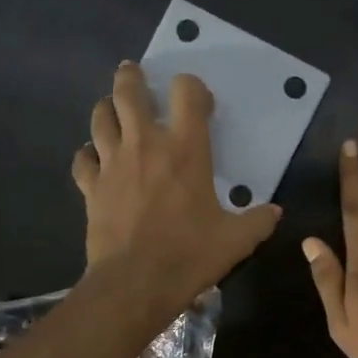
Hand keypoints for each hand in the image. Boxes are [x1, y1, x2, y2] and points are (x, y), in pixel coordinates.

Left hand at [72, 62, 280, 320]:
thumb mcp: (237, 240)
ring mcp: (112, 163)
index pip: (186, 92)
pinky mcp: (91, 187)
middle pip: (129, 91)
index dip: (192, 87)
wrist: (135, 283)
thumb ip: (259, 221)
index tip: (198, 101)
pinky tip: (96, 160)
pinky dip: (88, 154)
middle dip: (132, 77)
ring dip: (107, 108)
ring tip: (115, 110)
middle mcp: (146, 145)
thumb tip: (275, 212)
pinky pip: (82, 158)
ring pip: (100, 117)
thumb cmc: (190, 255)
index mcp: (186, 150)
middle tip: (134, 74)